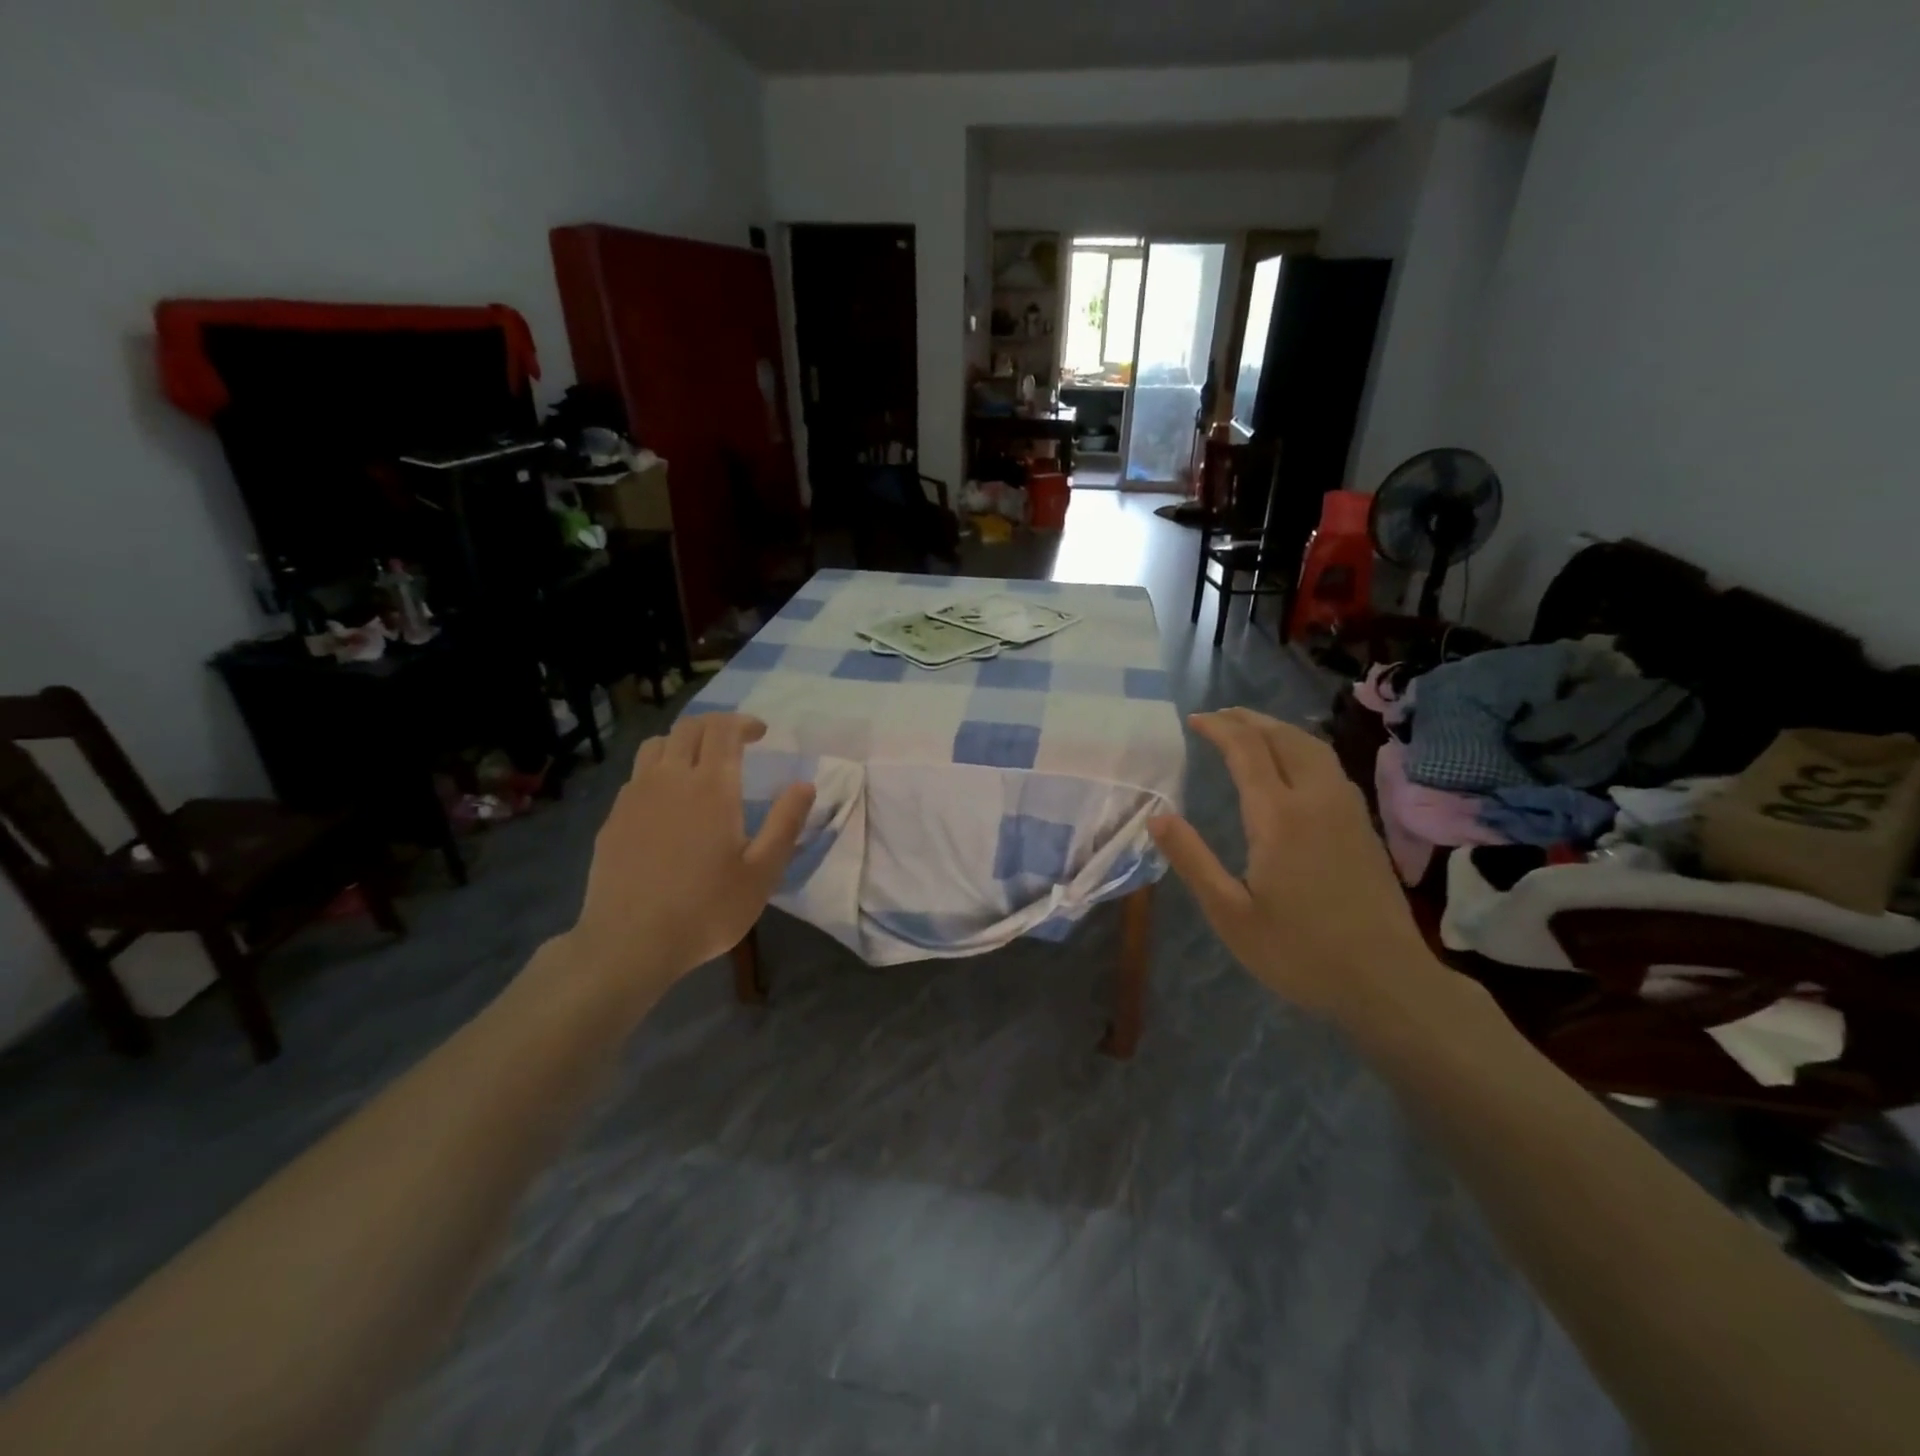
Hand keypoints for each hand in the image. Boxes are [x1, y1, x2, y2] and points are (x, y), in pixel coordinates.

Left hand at [565, 713, 814, 999]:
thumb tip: (805, 785)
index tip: (760, 733)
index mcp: (711, 787)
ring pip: (656, 745)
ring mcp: (635, 797)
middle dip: (715, 726)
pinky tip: (668, 801)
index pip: (723, 730)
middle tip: (735, 743)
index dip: (743, 722)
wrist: (630, 944)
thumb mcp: (762, 872)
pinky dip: (658, 770)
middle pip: (688, 728)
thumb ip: (785, 823)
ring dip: (682, 743)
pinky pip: (637, 776)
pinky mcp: (613, 818)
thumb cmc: (706, 909)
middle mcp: (670, 779)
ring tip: (699, 764)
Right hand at [1149, 708, 1447, 1031]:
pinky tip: (1294, 765)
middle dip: (1249, 719)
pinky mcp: (1364, 827)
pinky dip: (1303, 748)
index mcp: (1279, 817)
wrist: (1387, 981)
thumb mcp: (1231, 914)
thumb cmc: (1300, 952)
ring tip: (1252, 730)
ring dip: (1279, 729)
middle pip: (1284, 738)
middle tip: (1219, 716)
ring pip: (1313, 748)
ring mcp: (1347, 811)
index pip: (1247, 750)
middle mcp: (1316, 800)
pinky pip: (1330, 766)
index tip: (1195, 720)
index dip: (1220, 728)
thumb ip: (1192, 860)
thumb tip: (1157, 816)